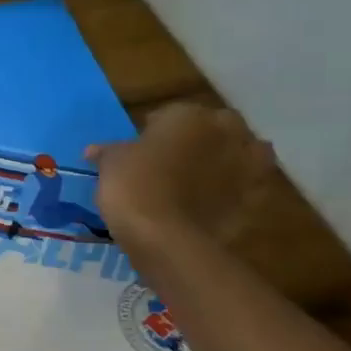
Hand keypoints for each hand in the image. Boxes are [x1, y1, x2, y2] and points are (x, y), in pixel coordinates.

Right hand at [86, 104, 274, 246]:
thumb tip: (94, 150)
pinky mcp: (256, 196)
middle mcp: (226, 130)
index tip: (138, 149)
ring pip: (235, 153)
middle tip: (169, 160)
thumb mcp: (111, 164)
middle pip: (210, 128)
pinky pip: (243, 185)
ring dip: (221, 161)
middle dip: (195, 140)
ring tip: (195, 180)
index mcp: (189, 114)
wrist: (167, 237)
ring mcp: (248, 164)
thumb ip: (109, 151)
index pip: (168, 114)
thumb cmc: (134, 186)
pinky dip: (230, 189)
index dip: (152, 131)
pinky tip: (208, 202)